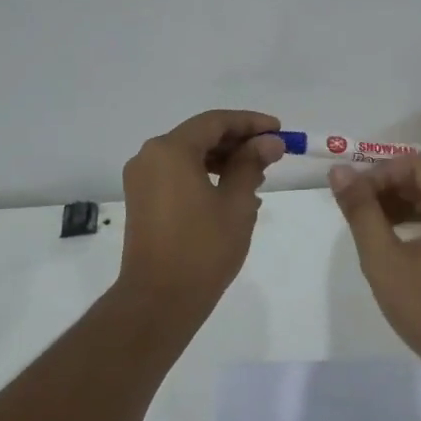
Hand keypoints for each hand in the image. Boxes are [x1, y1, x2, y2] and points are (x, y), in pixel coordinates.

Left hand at [118, 110, 284, 312]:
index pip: (215, 121)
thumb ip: (252, 165)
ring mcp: (142, 179)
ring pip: (188, 156)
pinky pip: (177, 175)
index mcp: (171, 150)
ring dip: (223, 160)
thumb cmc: (203, 248)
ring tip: (257, 177)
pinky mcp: (142, 200)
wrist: (159, 299)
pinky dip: (204, 176)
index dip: (250, 122)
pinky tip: (232, 193)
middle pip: (199, 135)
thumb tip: (269, 142)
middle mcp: (150, 156)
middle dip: (237, 142)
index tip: (279, 130)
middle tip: (272, 154)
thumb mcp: (236, 203)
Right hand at [329, 155, 420, 374]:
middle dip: (389, 186)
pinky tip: (396, 235)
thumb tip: (338, 172)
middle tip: (356, 209)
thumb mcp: (384, 259)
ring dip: (403, 201)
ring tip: (371, 223)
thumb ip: (361, 211)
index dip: (377, 174)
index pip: (414, 164)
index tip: (351, 197)